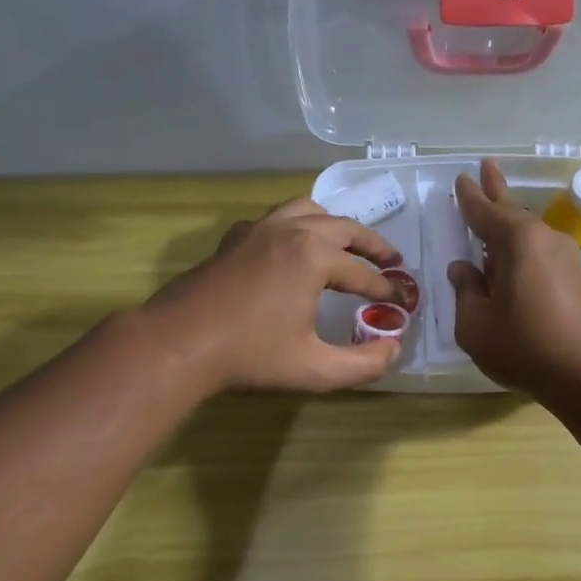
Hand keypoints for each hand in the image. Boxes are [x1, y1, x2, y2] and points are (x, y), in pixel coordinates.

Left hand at [143, 197, 404, 394]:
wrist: (177, 344)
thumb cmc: (249, 356)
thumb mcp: (315, 370)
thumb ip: (363, 364)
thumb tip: (393, 350)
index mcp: (313, 257)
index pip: (364, 273)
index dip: (387, 290)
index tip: (403, 304)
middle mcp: (290, 231)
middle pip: (344, 227)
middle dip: (373, 246)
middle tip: (392, 262)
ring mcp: (258, 230)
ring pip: (308, 211)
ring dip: (335, 226)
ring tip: (348, 246)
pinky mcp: (234, 239)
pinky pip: (276, 219)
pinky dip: (297, 226)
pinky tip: (294, 250)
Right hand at [448, 159, 580, 402]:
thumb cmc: (524, 347)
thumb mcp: (475, 324)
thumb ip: (465, 291)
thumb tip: (463, 269)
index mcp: (517, 242)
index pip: (485, 212)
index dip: (470, 198)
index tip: (462, 179)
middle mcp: (544, 240)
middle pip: (513, 212)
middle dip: (496, 191)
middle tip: (486, 167)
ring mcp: (565, 258)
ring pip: (528, 233)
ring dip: (508, 223)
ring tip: (494, 210)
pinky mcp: (575, 280)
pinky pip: (539, 252)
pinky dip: (521, 248)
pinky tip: (511, 259)